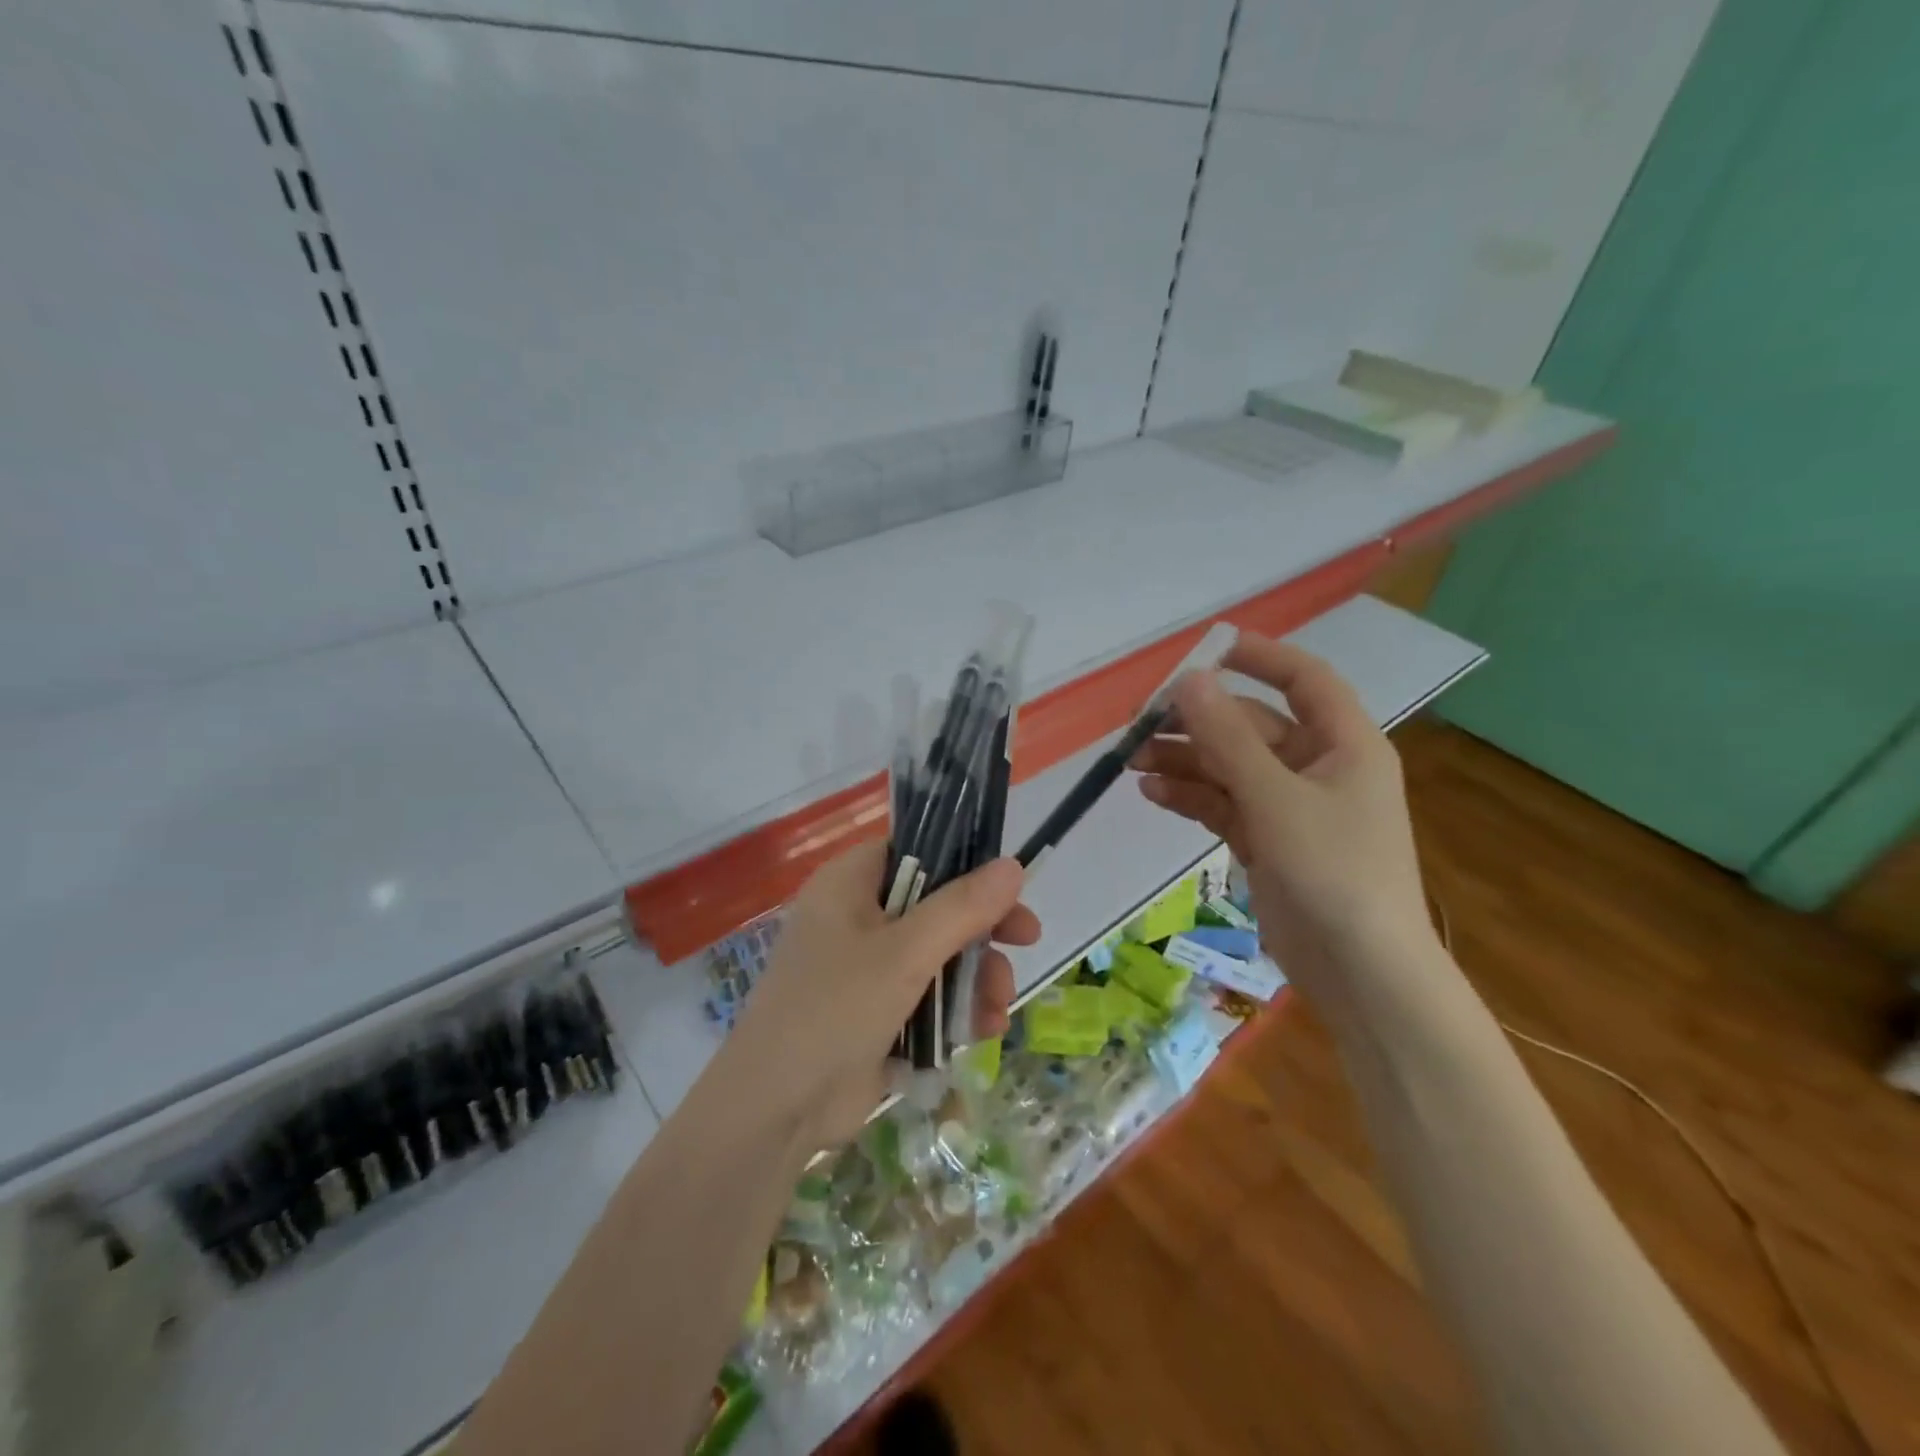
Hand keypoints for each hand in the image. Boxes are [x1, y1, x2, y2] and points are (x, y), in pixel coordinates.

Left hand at [724, 841, 1038, 1152]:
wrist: (776, 1111)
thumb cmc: (835, 1009)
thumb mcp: (905, 953)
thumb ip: (963, 908)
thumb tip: (1013, 865)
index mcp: (850, 884)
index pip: (916, 851)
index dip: (965, 862)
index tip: (1008, 886)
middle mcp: (856, 917)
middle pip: (936, 905)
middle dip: (982, 931)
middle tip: (1028, 940)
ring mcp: (865, 967)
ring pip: (939, 954)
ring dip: (977, 978)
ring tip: (997, 1010)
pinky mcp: (875, 1012)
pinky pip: (927, 995)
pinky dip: (956, 1009)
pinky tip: (983, 1032)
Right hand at [1132, 634, 1435, 988]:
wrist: (1361, 974)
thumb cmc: (1334, 873)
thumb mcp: (1277, 799)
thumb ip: (1228, 739)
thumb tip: (1188, 681)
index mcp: (1343, 744)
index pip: (1304, 679)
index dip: (1258, 657)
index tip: (1203, 650)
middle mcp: (1318, 767)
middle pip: (1251, 726)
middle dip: (1197, 722)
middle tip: (1138, 722)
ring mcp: (1290, 807)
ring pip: (1229, 766)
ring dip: (1184, 760)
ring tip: (1130, 760)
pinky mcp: (1268, 841)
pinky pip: (1223, 804)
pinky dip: (1190, 796)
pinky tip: (1152, 793)